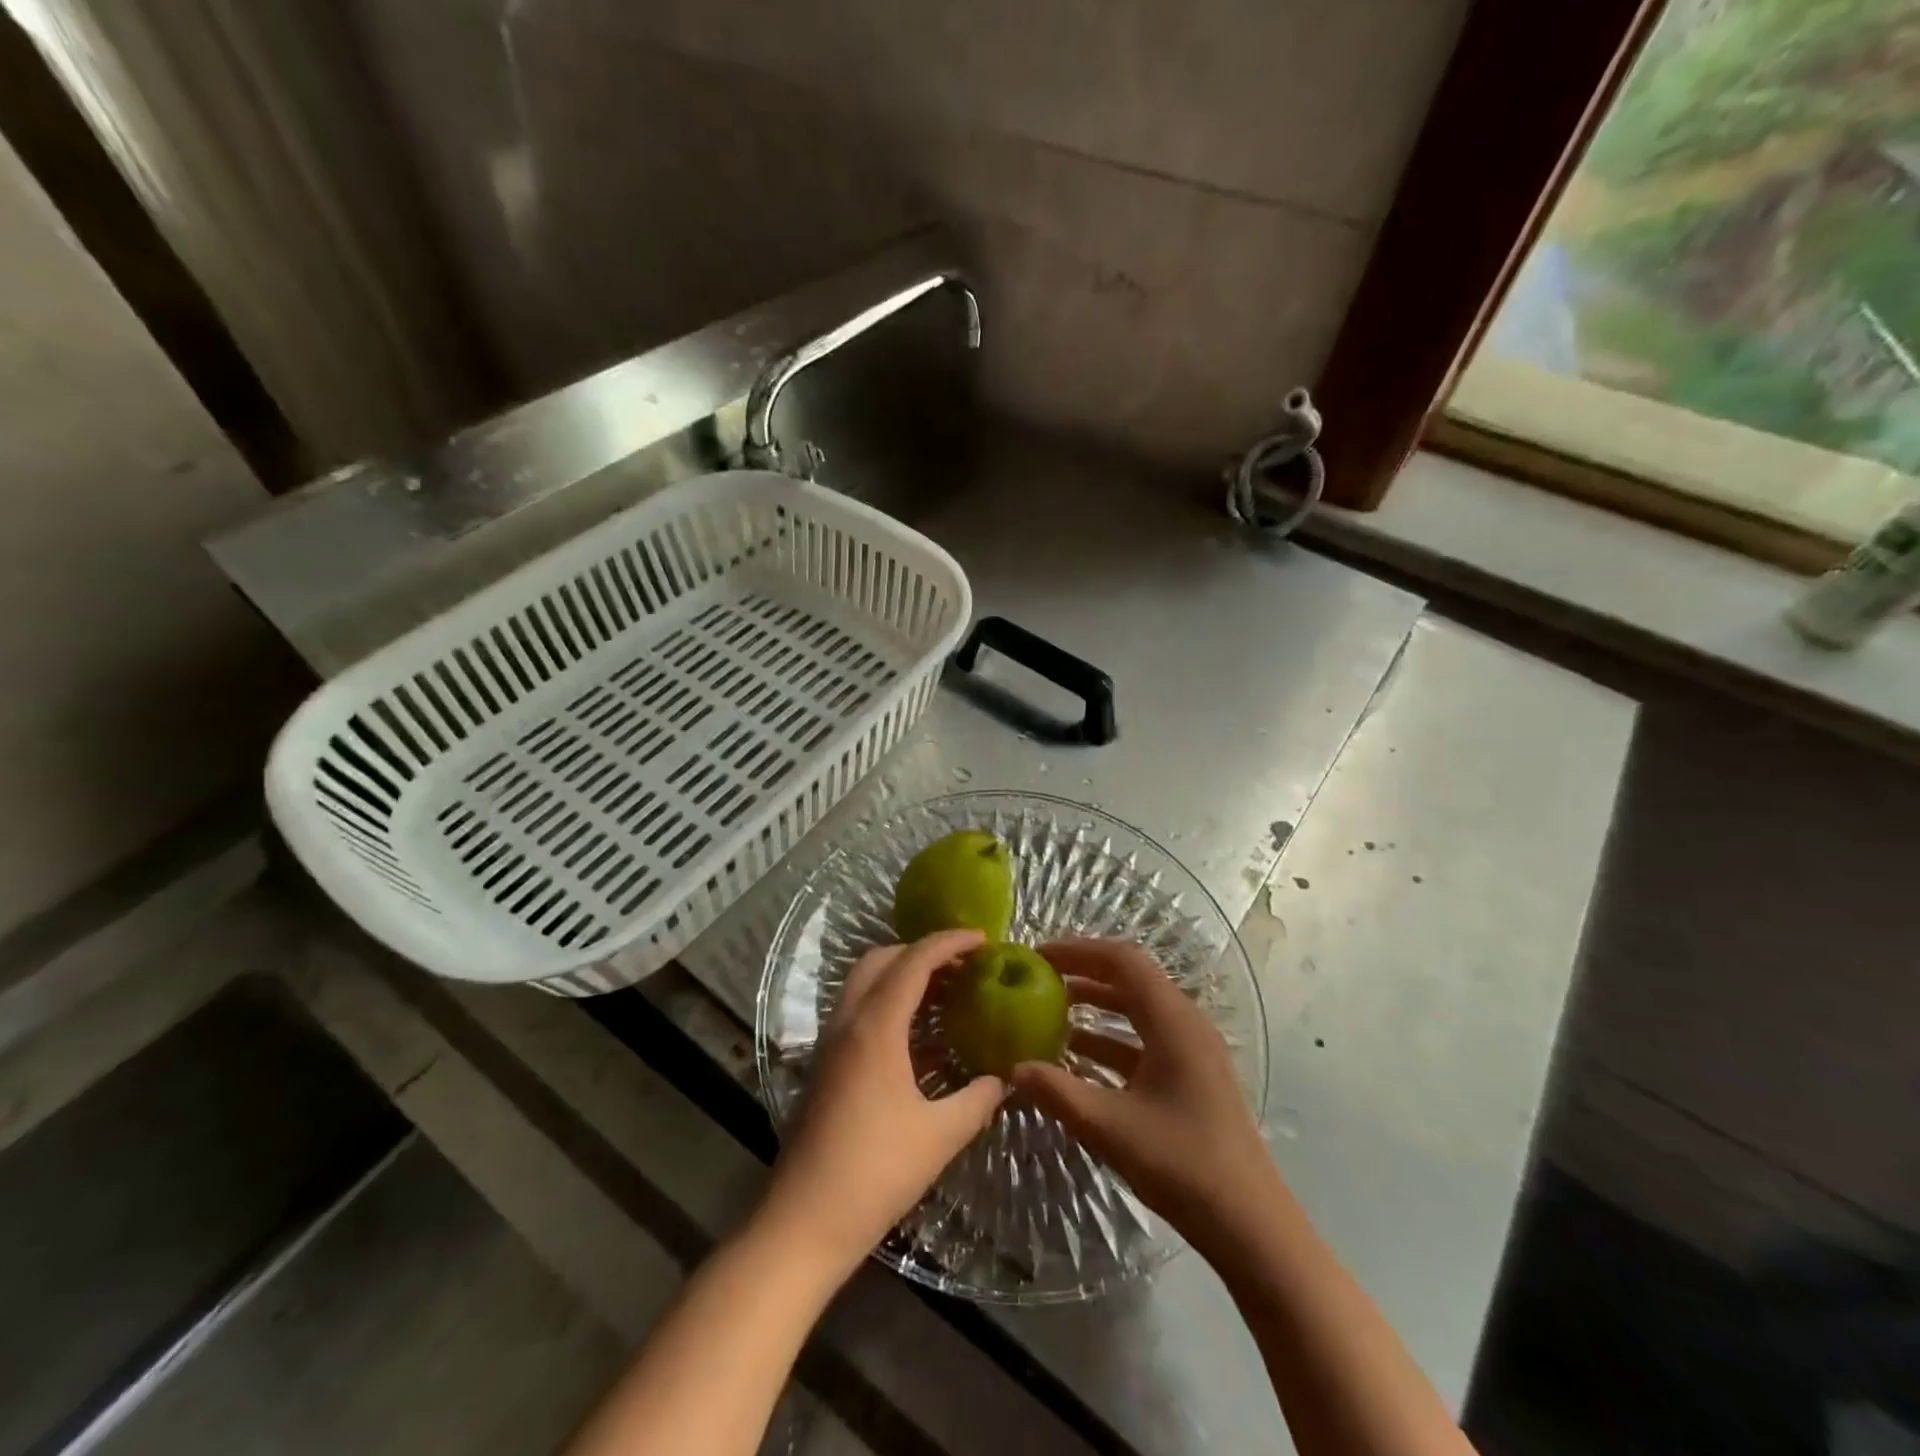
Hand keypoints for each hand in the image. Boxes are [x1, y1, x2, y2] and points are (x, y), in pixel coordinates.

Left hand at [758, 930, 1004, 1275]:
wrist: (802, 1224)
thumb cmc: (874, 1173)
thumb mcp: (939, 1136)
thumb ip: (978, 1100)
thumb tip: (1006, 1078)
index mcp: (875, 1027)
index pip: (913, 961)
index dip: (948, 942)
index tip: (982, 939)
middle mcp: (847, 1022)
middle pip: (881, 960)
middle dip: (921, 952)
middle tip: (962, 965)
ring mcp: (830, 1043)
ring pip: (865, 983)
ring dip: (902, 976)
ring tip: (945, 993)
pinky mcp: (824, 1065)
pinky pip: (858, 1011)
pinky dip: (888, 1003)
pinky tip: (918, 1036)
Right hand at [1013, 939, 1275, 1243]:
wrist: (1251, 1226)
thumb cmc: (1182, 1165)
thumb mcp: (1109, 1127)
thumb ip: (1057, 1092)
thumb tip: (1013, 1069)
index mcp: (1173, 1021)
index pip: (1122, 960)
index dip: (1077, 951)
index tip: (1037, 956)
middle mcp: (1186, 1024)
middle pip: (1130, 979)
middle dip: (1083, 973)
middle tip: (1038, 979)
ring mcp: (1192, 1051)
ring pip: (1138, 1010)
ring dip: (1096, 1007)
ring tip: (1050, 1013)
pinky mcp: (1192, 1076)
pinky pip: (1145, 1039)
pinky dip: (1111, 1039)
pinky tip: (1079, 1059)